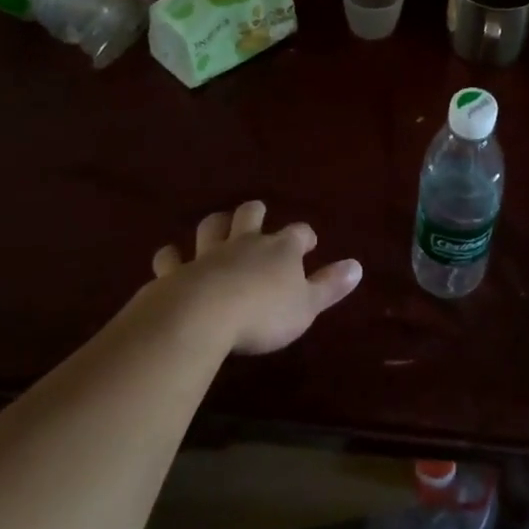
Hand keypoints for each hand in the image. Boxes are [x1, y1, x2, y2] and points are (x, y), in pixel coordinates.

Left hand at [150, 201, 362, 355]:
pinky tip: (170, 259)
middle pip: (249, 215)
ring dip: (215, 226)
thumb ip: (330, 286)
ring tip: (217, 227)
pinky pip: (171, 258)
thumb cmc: (263, 313)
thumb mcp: (306, 306)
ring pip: (211, 227)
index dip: (304, 237)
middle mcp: (245, 243)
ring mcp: (208, 254)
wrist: (203, 315)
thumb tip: (358, 266)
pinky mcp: (177, 271)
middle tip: (257, 214)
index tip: (308, 244)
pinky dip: (171, 257)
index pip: (298, 233)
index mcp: (280, 250)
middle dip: (255, 213)